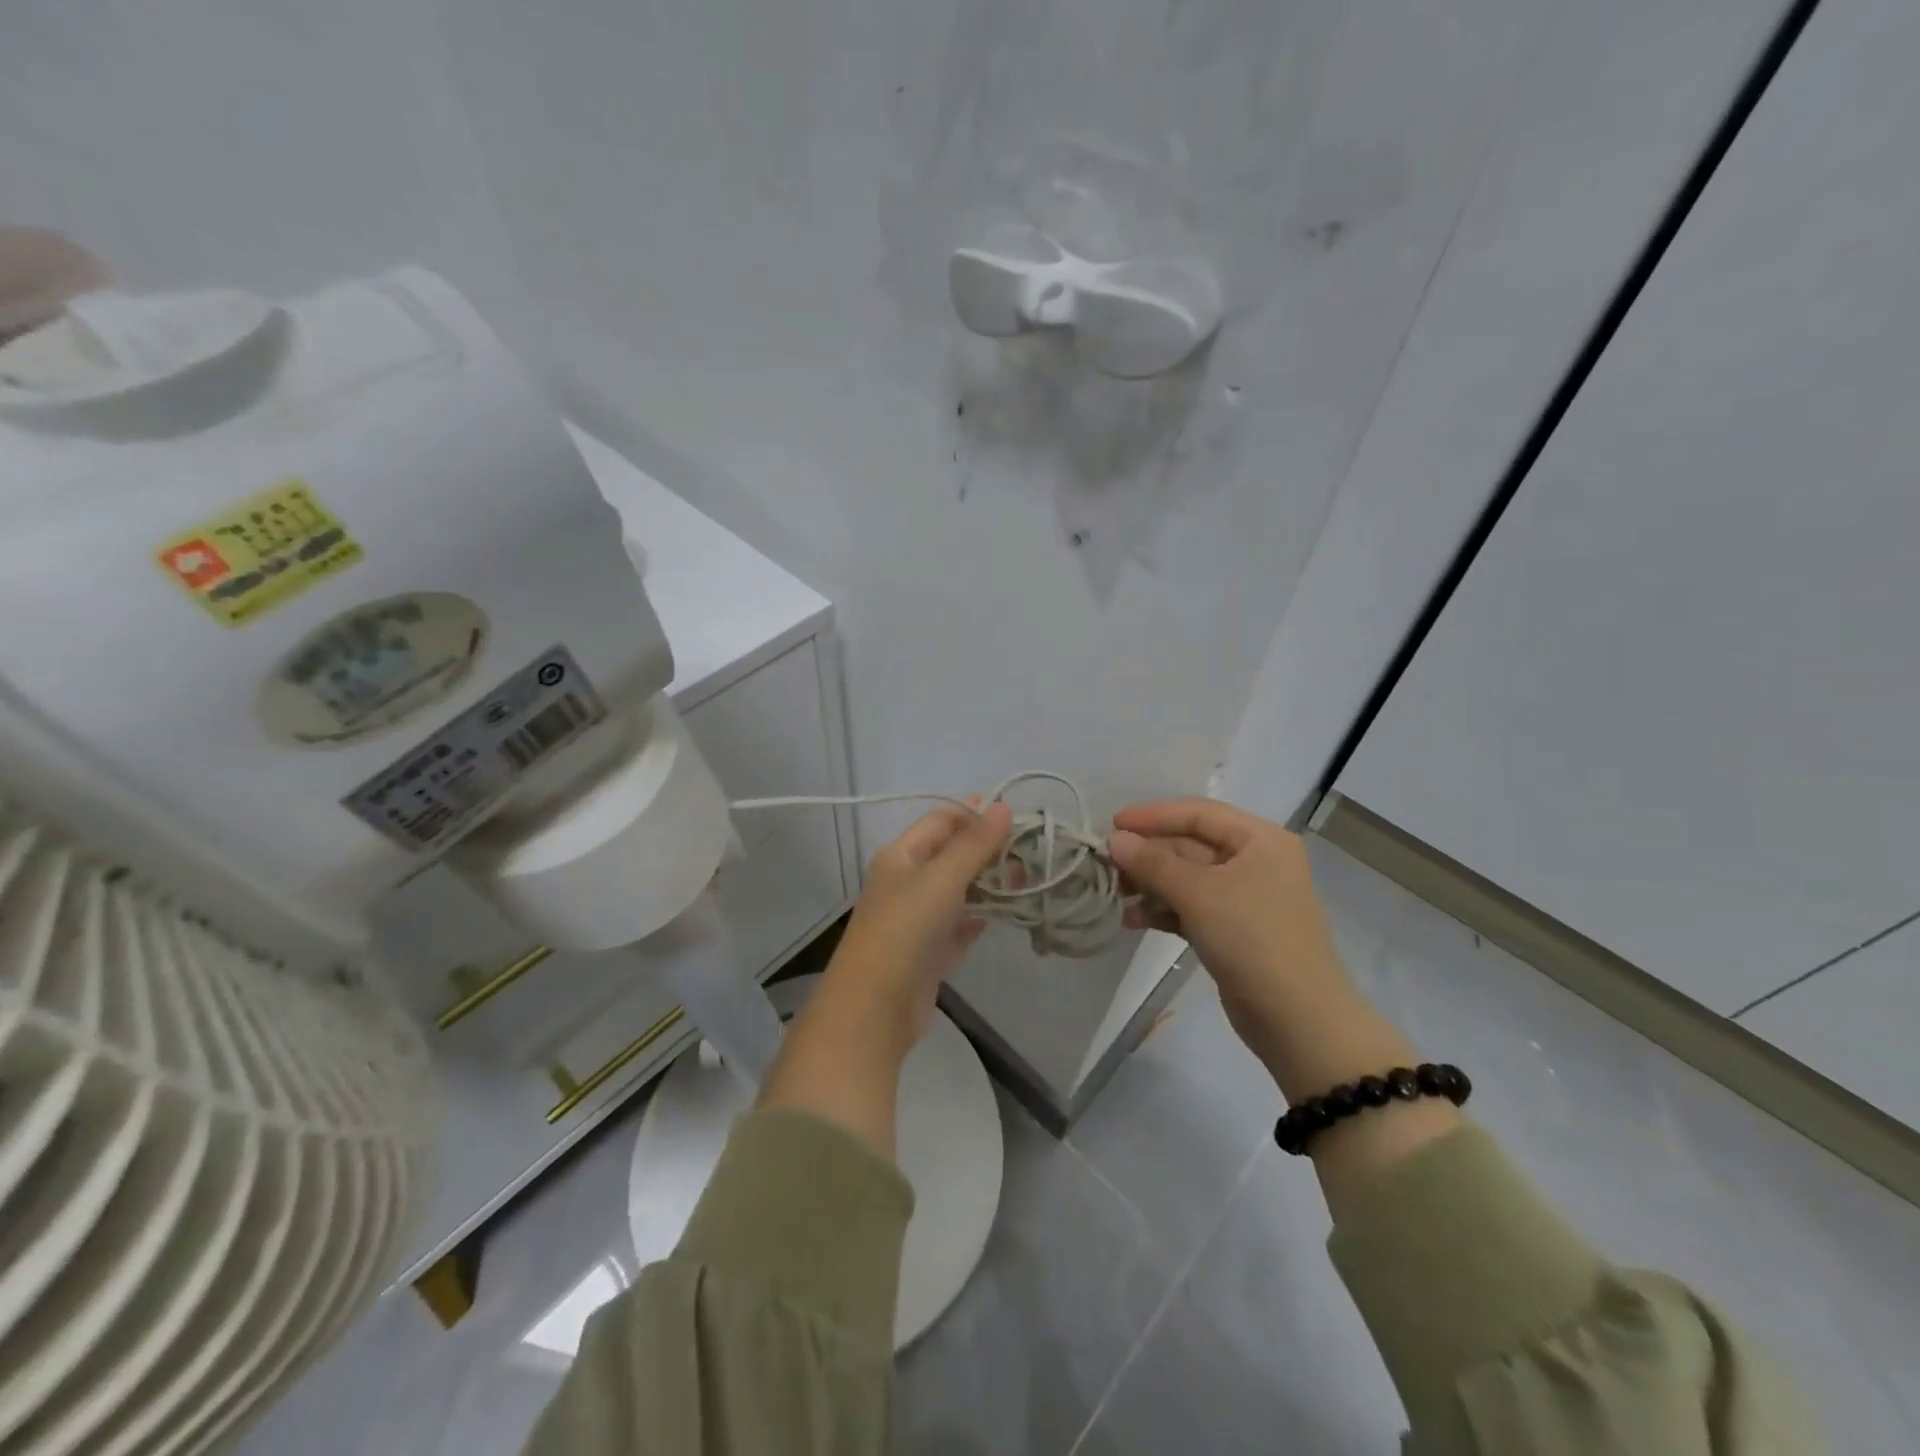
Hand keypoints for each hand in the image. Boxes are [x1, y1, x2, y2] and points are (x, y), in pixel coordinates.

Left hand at [758, 801, 1012, 1161]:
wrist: (874, 1008)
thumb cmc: (905, 930)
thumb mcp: (942, 878)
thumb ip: (974, 844)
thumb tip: (1004, 806)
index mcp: (901, 856)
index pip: (941, 820)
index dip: (975, 813)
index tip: (1016, 817)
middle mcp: (906, 882)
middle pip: (951, 854)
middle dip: (987, 851)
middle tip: (1029, 854)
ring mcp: (916, 919)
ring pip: (957, 891)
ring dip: (987, 884)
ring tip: (1025, 882)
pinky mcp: (927, 952)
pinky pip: (957, 926)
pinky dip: (976, 918)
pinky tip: (1001, 916)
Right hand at [1109, 799, 1459, 1209]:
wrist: (1299, 1020)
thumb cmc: (1253, 939)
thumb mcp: (1199, 894)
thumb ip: (1152, 863)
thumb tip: (1114, 840)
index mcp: (1259, 840)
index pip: (1198, 813)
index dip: (1153, 816)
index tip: (1113, 824)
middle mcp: (1254, 861)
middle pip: (1190, 845)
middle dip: (1148, 855)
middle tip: (1105, 863)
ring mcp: (1244, 898)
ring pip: (1187, 878)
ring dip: (1150, 884)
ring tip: (1114, 894)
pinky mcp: (1233, 930)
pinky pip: (1191, 907)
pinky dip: (1163, 910)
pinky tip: (1133, 920)